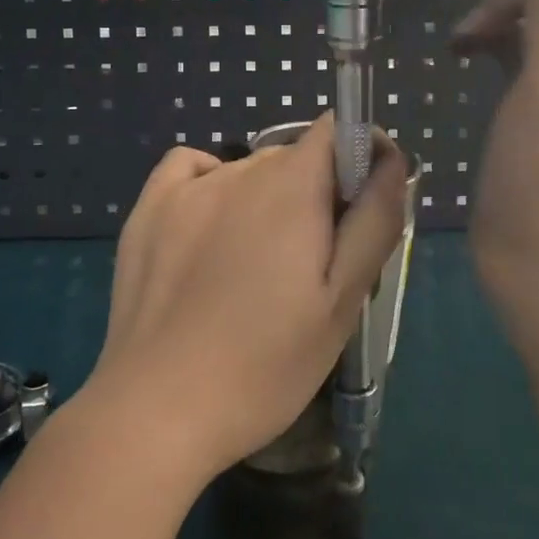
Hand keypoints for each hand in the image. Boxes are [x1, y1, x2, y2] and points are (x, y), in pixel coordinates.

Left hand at [81, 116, 406, 484]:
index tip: (361, 208)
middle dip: (316, 194)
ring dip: (267, 200)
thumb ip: (374, 221)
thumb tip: (390, 160)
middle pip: (296, 158)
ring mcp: (187, 187)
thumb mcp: (342, 301)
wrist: (158, 408)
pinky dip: (211, 185)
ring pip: (248, 171)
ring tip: (256, 268)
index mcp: (293, 185)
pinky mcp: (148, 209)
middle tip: (312, 265)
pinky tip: (210, 229)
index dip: (360, 157)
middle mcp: (240, 169)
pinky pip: (191, 169)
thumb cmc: (265, 364)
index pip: (339, 131)